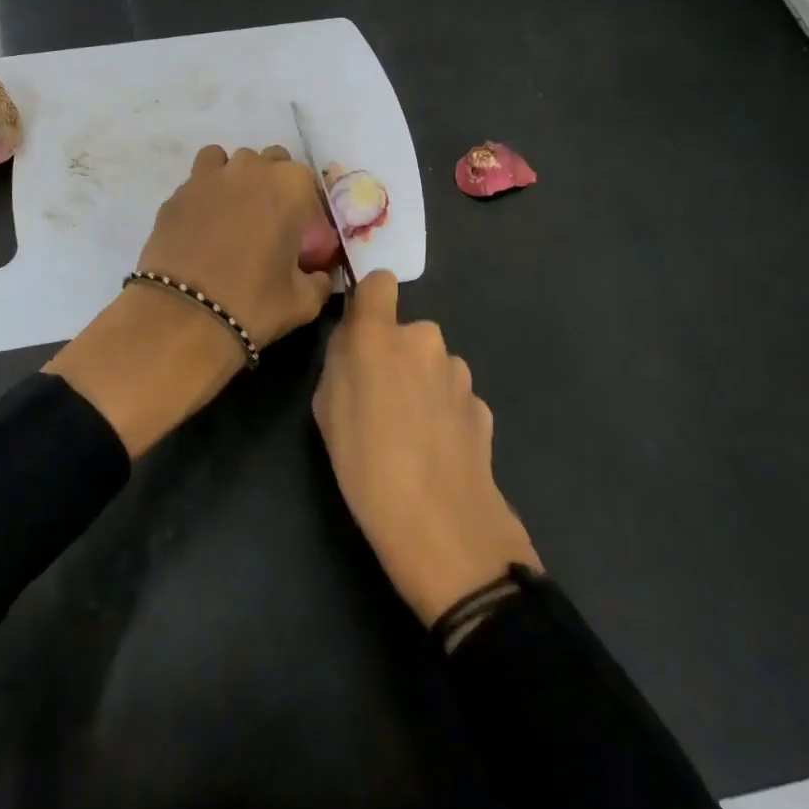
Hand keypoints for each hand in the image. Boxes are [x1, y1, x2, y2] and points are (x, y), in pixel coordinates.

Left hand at [47, 145, 332, 457]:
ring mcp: (208, 178)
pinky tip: (201, 228)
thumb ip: (318, 281)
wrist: (184, 316)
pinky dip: (202, 197)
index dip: (305, 205)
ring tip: (231, 214)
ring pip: (225, 161)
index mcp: (289, 185)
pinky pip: (195, 184)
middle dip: (271, 184)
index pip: (306, 180)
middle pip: (268, 161)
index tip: (300, 232)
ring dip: (233, 178)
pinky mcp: (175, 195)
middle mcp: (250, 169)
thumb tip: (318, 276)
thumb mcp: (304, 301)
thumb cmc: (254, 303)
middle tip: (268, 222)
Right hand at [311, 272, 541, 625]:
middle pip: (406, 333)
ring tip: (410, 435)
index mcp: (379, 335)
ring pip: (432, 365)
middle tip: (380, 403)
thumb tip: (355, 343)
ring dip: (422, 385)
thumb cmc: (365, 465)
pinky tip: (437, 453)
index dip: (370, 302)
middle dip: (395, 356)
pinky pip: (453, 397)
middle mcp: (424, 340)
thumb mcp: (326, 410)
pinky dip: (444, 413)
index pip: (380, 282)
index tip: (361, 334)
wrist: (441, 526)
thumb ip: (341, 361)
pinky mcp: (482, 405)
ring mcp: (459, 373)